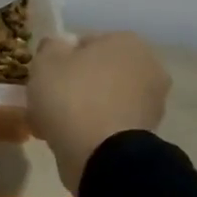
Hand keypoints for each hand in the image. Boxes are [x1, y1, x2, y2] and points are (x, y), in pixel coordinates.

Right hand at [28, 33, 170, 192]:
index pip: (86, 43)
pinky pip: (111, 123)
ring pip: (105, 99)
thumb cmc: (71, 97)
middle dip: (76, 84)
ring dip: (85, 107)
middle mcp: (148, 66)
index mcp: (126, 42)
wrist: (100, 154)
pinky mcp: (147, 133)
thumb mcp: (45, 61)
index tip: (45, 77)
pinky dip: (94, 128)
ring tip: (55, 125)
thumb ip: (51, 46)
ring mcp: (152, 102)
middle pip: (99, 71)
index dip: (61, 60)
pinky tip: (71, 139)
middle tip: (49, 101)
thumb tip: (60, 47)